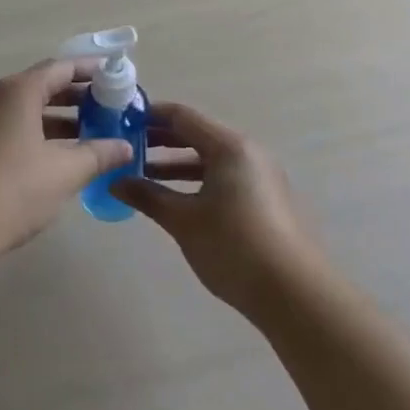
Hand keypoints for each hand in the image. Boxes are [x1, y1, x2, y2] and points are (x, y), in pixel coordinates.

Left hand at [0, 60, 134, 256]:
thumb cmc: (14, 190)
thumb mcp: (65, 172)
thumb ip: (98, 154)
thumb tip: (124, 147)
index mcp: (18, 93)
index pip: (60, 68)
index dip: (90, 70)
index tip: (115, 76)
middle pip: (41, 86)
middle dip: (76, 96)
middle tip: (108, 107)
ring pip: (26, 110)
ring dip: (58, 118)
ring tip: (91, 133)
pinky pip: (12, 128)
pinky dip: (38, 133)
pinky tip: (58, 156)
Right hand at [112, 102, 323, 318]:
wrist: (294, 293)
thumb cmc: (233, 246)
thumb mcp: (183, 221)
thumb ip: (147, 196)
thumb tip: (114, 183)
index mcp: (229, 147)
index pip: (181, 116)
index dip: (149, 116)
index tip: (119, 121)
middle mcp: (248, 153)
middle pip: (196, 134)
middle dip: (159, 139)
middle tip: (125, 147)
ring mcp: (260, 176)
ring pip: (210, 158)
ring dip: (175, 163)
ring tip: (141, 174)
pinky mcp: (265, 199)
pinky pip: (223, 176)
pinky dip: (196, 180)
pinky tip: (174, 199)